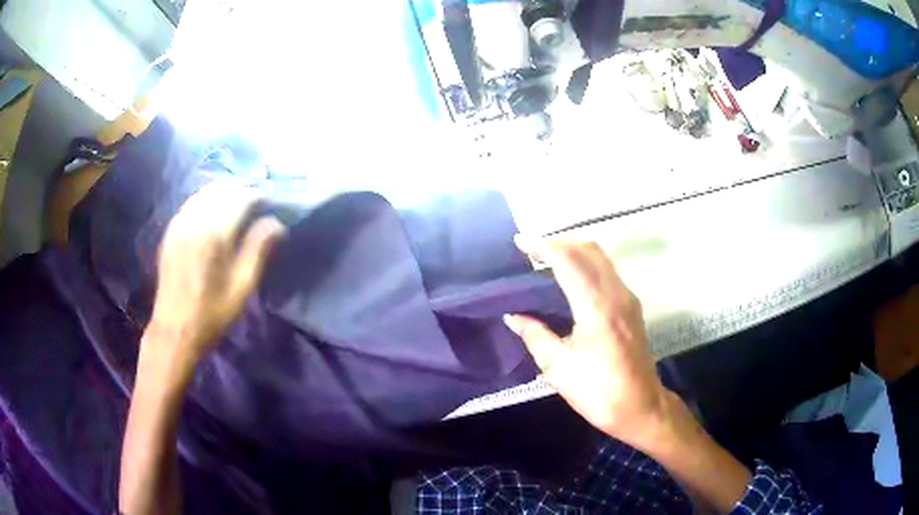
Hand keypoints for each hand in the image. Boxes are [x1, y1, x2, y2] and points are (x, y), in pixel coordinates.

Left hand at [147, 182, 284, 373]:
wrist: (174, 330)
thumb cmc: (211, 314)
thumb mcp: (241, 287)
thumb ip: (258, 249)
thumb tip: (276, 222)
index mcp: (215, 234)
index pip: (241, 198)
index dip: (258, 195)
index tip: (271, 201)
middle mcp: (195, 220)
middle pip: (222, 189)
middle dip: (242, 187)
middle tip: (257, 195)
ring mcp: (179, 223)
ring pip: (205, 192)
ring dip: (224, 190)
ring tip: (238, 197)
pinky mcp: (170, 231)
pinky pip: (191, 202)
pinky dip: (206, 198)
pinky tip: (214, 207)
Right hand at [504, 238, 670, 448]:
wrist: (641, 407)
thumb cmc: (598, 391)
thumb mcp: (558, 367)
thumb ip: (534, 335)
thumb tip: (512, 316)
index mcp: (596, 306)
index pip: (568, 260)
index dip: (542, 246)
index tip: (519, 242)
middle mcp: (616, 293)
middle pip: (588, 249)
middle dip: (558, 243)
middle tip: (531, 252)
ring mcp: (628, 298)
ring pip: (601, 258)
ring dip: (574, 251)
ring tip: (546, 262)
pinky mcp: (632, 306)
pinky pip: (607, 271)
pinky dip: (586, 264)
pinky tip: (570, 279)